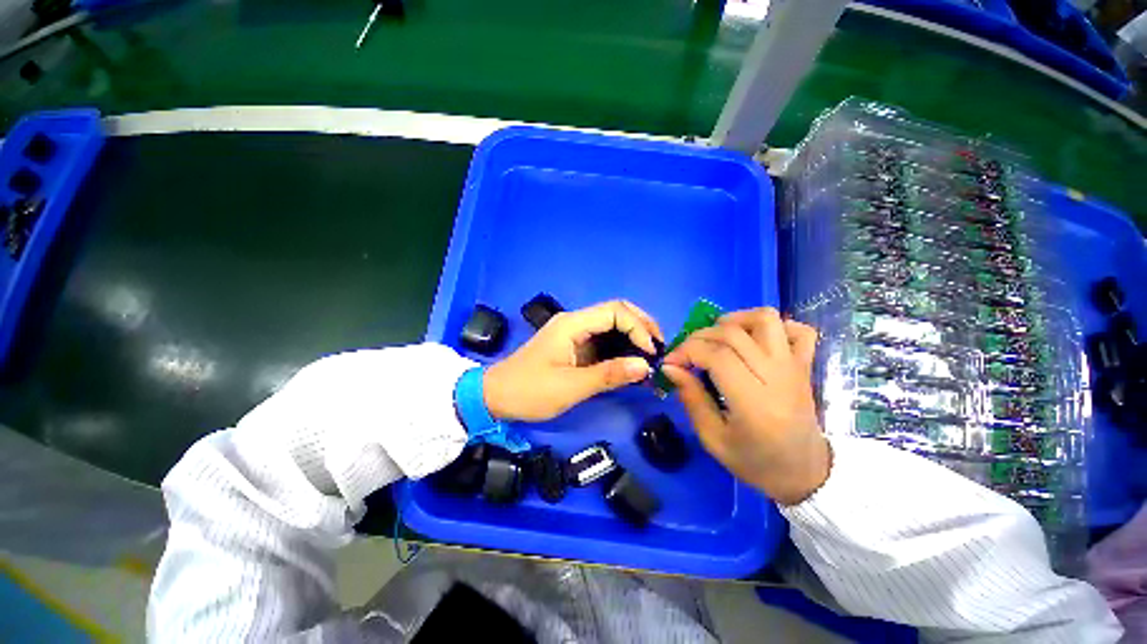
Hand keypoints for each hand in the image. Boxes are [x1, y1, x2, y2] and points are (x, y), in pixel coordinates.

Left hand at [483, 300, 663, 421]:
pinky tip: (631, 360)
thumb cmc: (530, 391)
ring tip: (651, 353)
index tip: (652, 352)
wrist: (496, 396)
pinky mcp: (574, 346)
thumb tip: (645, 366)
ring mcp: (574, 333)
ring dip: (633, 335)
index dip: (638, 327)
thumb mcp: (571, 386)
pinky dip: (621, 346)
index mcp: (572, 324)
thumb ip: (609, 374)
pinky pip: (603, 339)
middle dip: (641, 325)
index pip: (615, 312)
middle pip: (616, 311)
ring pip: (611, 324)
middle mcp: (575, 322)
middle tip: (660, 346)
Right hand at [661, 308, 829, 505]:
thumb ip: (691, 398)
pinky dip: (774, 326)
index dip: (686, 351)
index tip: (670, 362)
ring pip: (766, 319)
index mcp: (754, 402)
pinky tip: (754, 340)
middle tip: (686, 353)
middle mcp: (777, 377)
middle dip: (699, 336)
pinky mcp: (805, 365)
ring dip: (735, 320)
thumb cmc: (754, 462)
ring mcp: (795, 367)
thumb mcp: (712, 438)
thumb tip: (670, 367)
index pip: (716, 356)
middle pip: (733, 334)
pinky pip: (799, 330)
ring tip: (717, 337)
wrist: (804, 474)